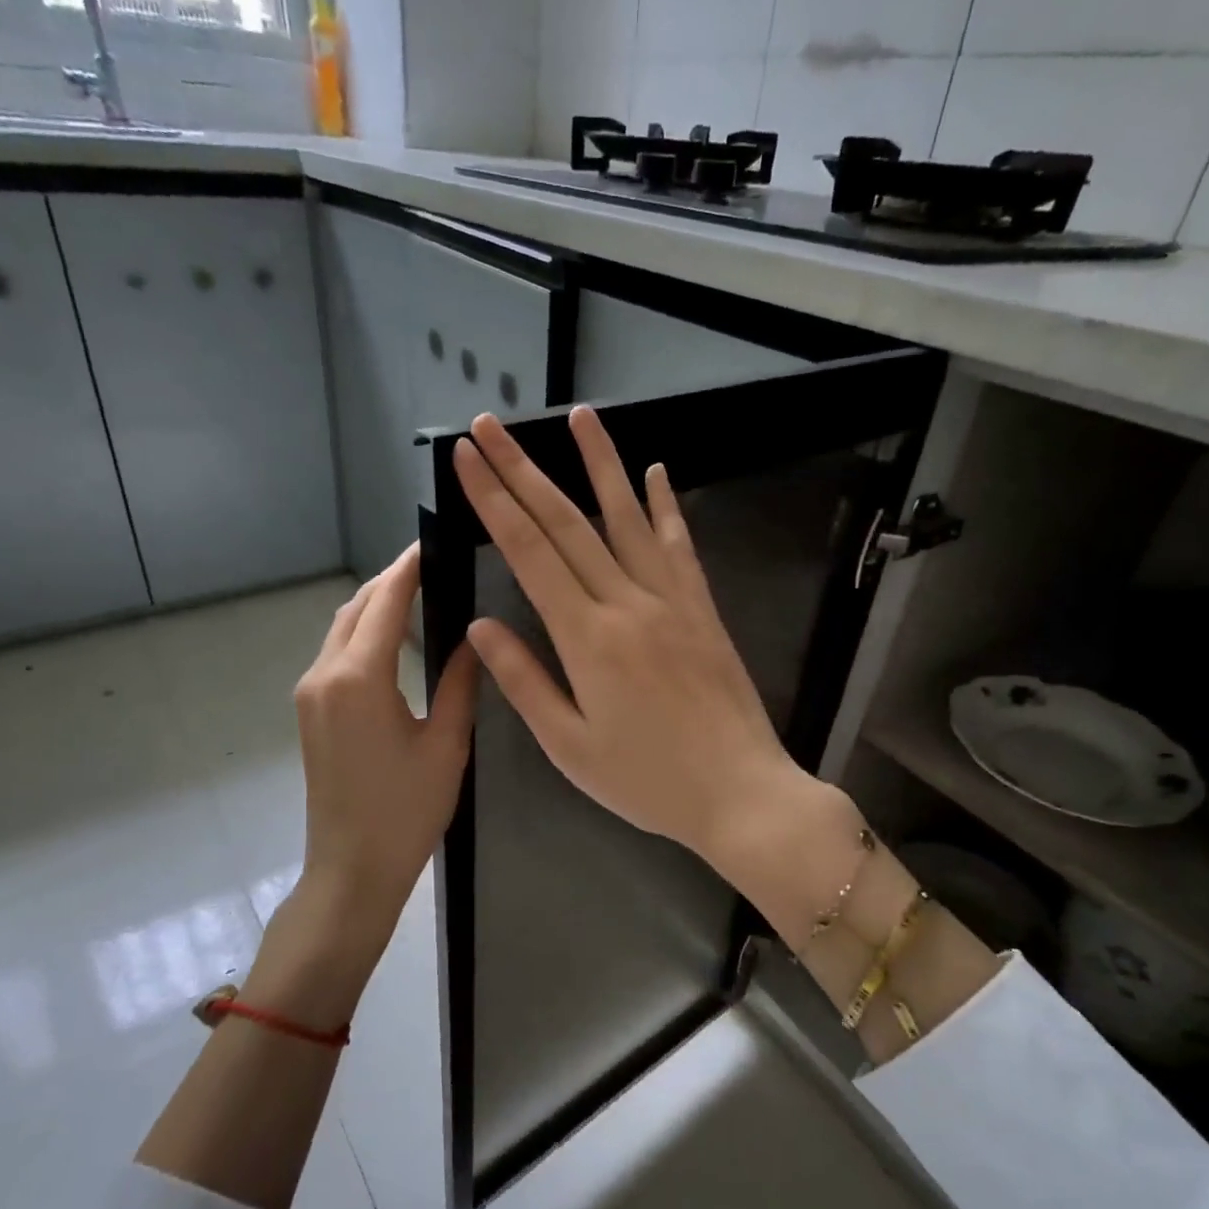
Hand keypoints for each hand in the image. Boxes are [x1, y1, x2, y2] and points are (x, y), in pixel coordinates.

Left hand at [291, 544, 477, 962]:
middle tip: (434, 566)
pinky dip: (364, 634)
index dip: (409, 568)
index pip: (385, 602)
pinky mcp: (310, 711)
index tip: (434, 541)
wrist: (352, 869)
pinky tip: (396, 639)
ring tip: (420, 594)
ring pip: (342, 628)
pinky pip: (336, 654)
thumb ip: (459, 683)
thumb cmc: (406, 811)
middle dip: (391, 581)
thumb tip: (477, 638)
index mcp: (359, 679)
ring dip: (376, 606)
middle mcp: (324, 675)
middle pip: (356, 608)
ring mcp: (310, 693)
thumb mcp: (446, 745)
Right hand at [452, 406, 807, 874]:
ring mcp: (671, 600)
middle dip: (523, 470)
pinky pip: (679, 545)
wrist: (741, 793)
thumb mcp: (570, 746)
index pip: (529, 553)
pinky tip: (654, 471)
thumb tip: (481, 626)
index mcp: (586, 638)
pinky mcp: (702, 608)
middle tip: (490, 426)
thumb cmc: (648, 781)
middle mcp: (627, 603)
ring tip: (578, 415)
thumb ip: (524, 681)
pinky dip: (663, 505)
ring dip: (598, 464)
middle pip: (566, 523)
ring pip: (626, 518)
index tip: (467, 460)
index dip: (493, 501)